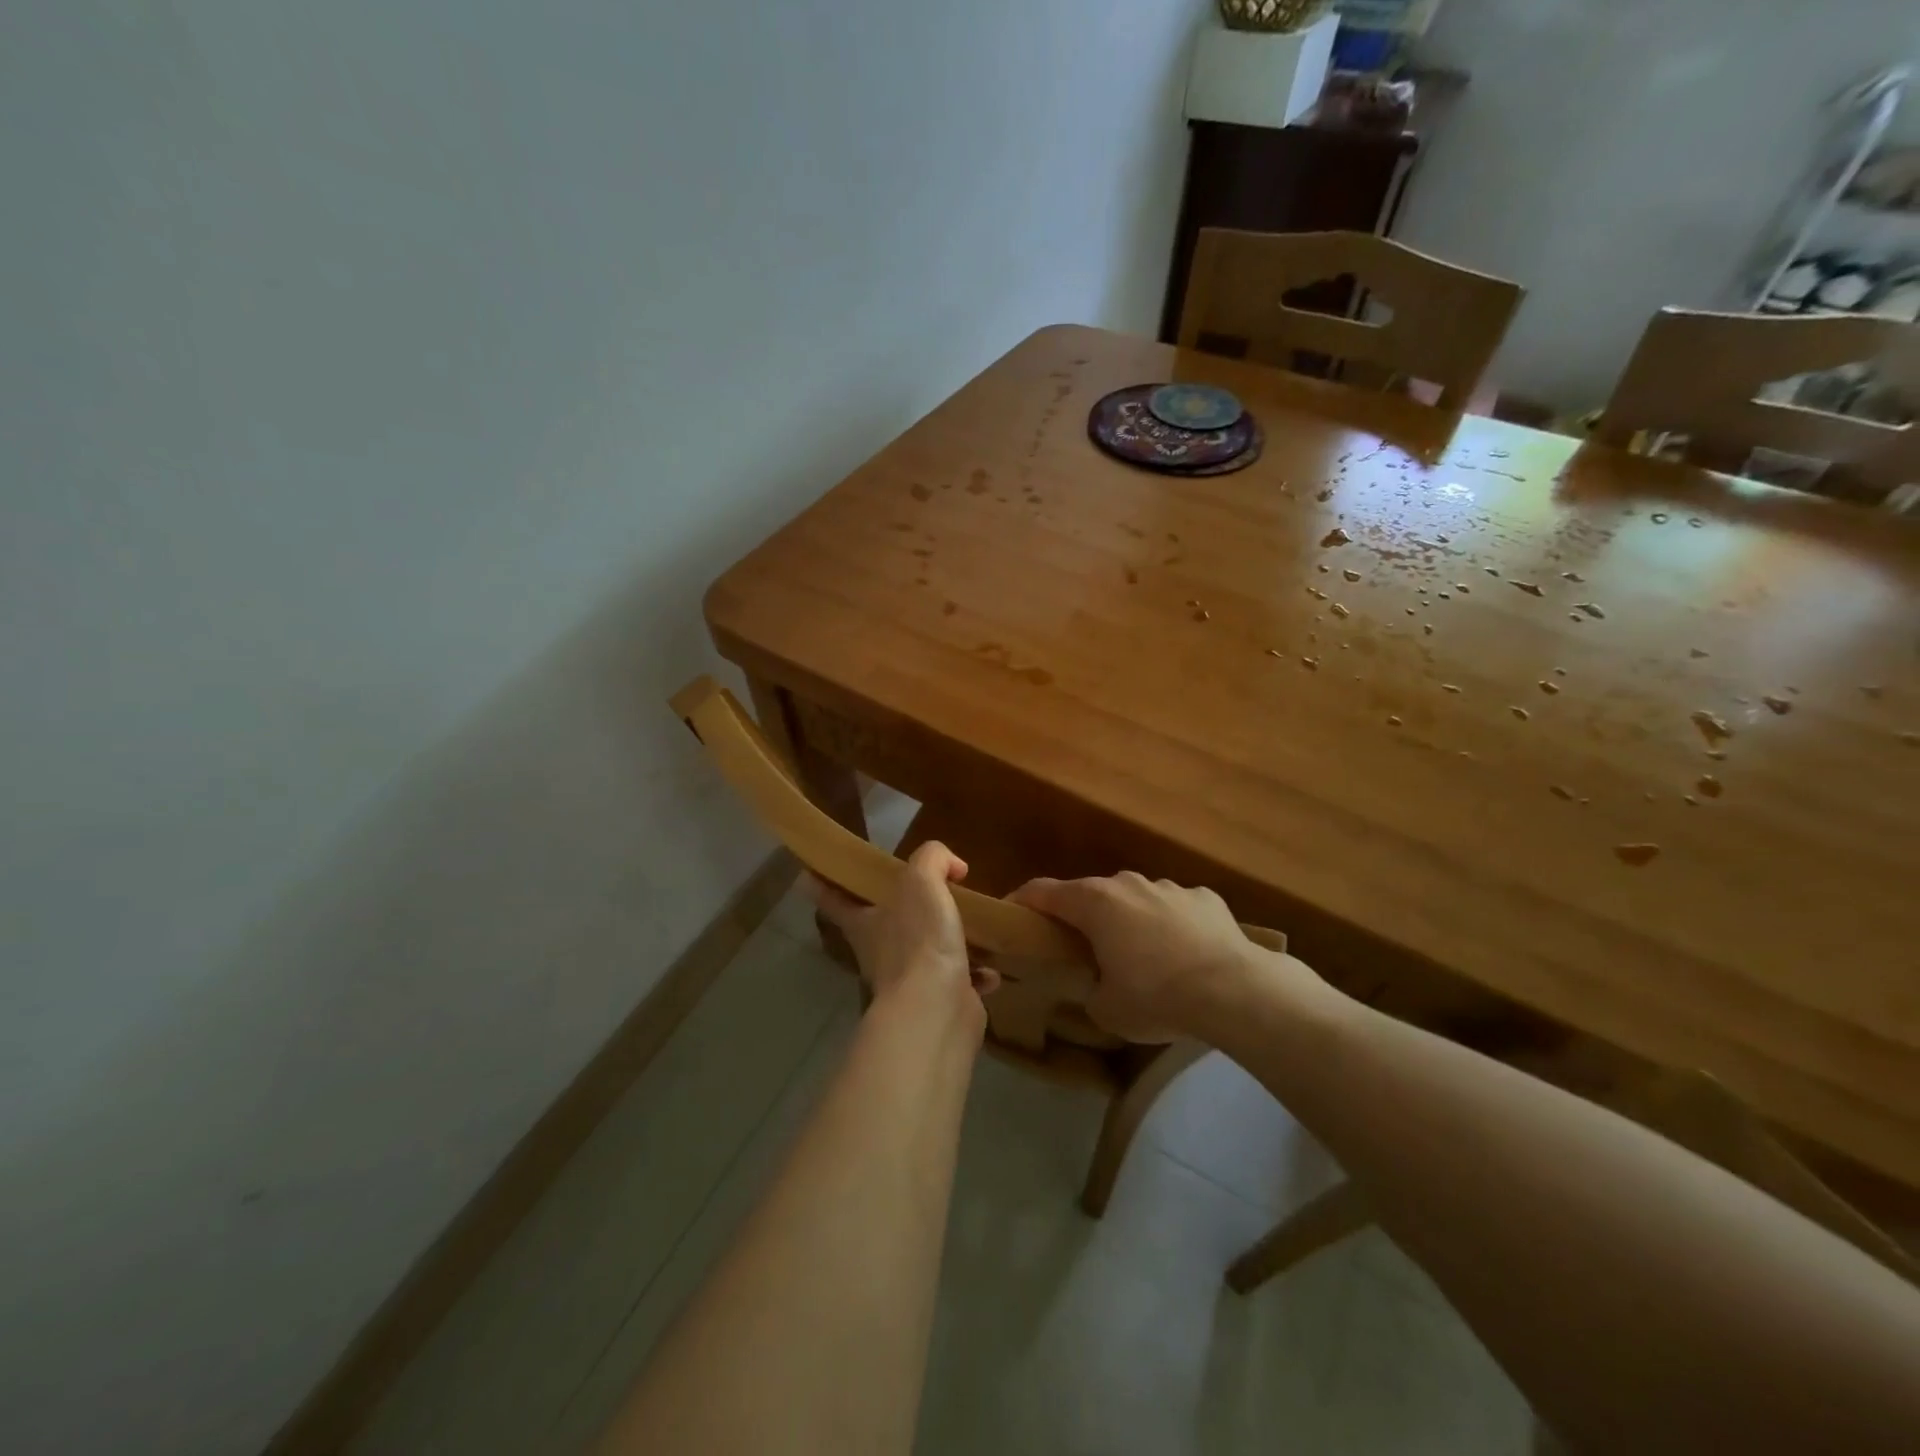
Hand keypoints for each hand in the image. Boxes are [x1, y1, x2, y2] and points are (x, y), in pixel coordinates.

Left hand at [810, 841, 998, 1033]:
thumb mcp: (922, 881)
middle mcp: (880, 951)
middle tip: (928, 891)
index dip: (823, 882)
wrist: (937, 1009)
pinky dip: (975, 974)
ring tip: (970, 926)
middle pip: (883, 924)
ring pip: (924, 953)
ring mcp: (909, 980)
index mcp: (864, 922)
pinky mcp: (939, 1000)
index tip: (812, 871)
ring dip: (946, 942)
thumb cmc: (919, 940)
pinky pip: (958, 980)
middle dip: (902, 910)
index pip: (833, 897)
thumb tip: (952, 866)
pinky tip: (989, 968)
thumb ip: (932, 859)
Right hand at [1008, 871, 1309, 1041]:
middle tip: (1082, 950)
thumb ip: (1090, 989)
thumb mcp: (1106, 1009)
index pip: (1042, 891)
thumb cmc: (1157, 996)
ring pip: (1136, 899)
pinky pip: (1176, 909)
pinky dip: (1172, 927)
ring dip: (1130, 922)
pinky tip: (1186, 956)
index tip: (1012, 916)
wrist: (1236, 990)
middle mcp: (1127, 884)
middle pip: (1091, 894)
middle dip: (1082, 918)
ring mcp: (1169, 887)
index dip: (1022, 902)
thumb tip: (1097, 983)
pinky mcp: (1205, 898)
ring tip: (1143, 959)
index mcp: (1094, 903)